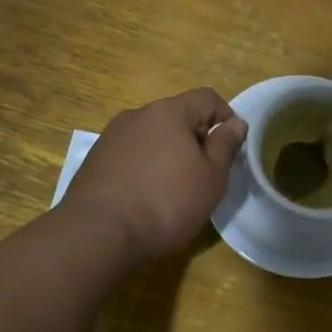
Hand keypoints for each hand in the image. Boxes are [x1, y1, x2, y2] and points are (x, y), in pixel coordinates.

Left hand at [64, 89, 246, 261]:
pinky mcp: (95, 160)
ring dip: (168, 152)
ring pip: (152, 135)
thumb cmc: (166, 201)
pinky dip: (145, 166)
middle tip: (205, 171)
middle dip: (196, 137)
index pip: (207, 98)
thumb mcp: (211, 177)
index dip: (226, 117)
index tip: (230, 146)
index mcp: (169, 112)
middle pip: (177, 115)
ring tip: (174, 187)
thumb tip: (235, 123)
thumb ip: (225, 145)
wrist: (98, 233)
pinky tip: (146, 195)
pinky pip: (131, 154)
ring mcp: (111, 136)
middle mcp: (138, 115)